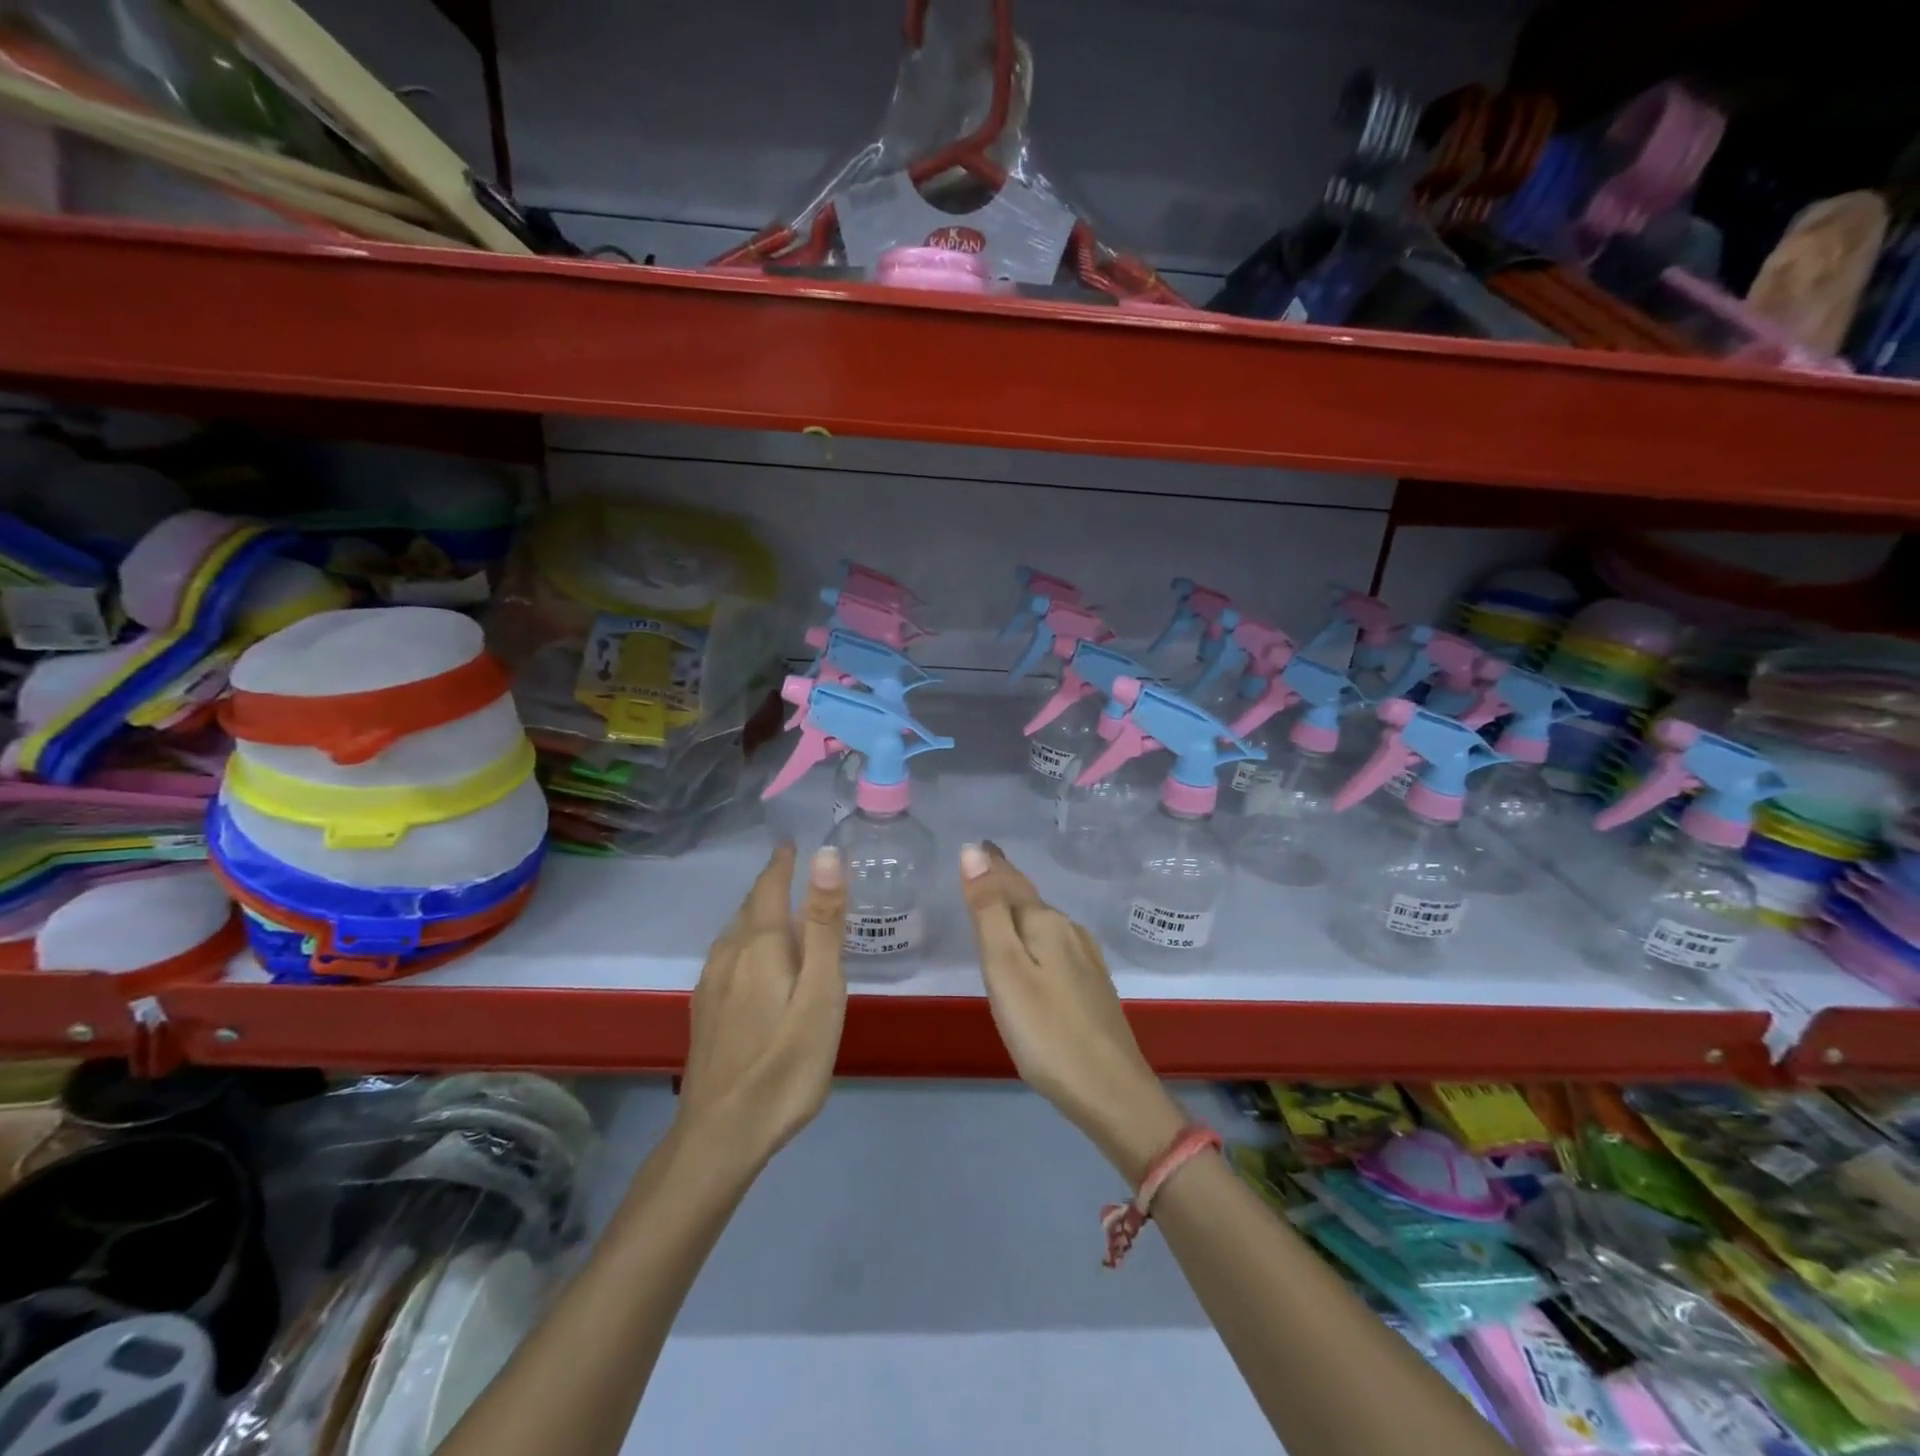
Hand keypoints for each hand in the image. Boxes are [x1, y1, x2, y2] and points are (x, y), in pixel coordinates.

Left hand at [678, 844, 847, 1163]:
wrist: (721, 1135)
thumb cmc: (786, 1062)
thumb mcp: (821, 991)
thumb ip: (823, 923)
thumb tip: (826, 855)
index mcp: (759, 944)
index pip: (769, 885)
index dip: (782, 861)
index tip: (794, 842)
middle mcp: (728, 954)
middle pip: (749, 906)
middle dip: (771, 885)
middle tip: (798, 872)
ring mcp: (710, 984)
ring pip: (735, 933)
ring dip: (758, 913)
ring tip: (783, 911)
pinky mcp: (704, 1011)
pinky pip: (728, 957)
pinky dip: (747, 942)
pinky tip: (757, 963)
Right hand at [959, 842, 1184, 1182]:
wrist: (1111, 1092)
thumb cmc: (1046, 1031)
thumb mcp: (1005, 968)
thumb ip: (988, 910)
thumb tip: (974, 850)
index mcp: (1046, 923)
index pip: (1011, 882)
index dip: (992, 865)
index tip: (979, 845)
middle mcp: (1071, 933)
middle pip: (1029, 901)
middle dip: (1006, 885)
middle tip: (984, 872)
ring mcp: (1087, 961)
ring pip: (1045, 925)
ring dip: (1022, 912)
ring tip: (1002, 906)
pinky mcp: (1094, 988)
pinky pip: (1057, 948)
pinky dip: (1038, 939)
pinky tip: (1037, 953)